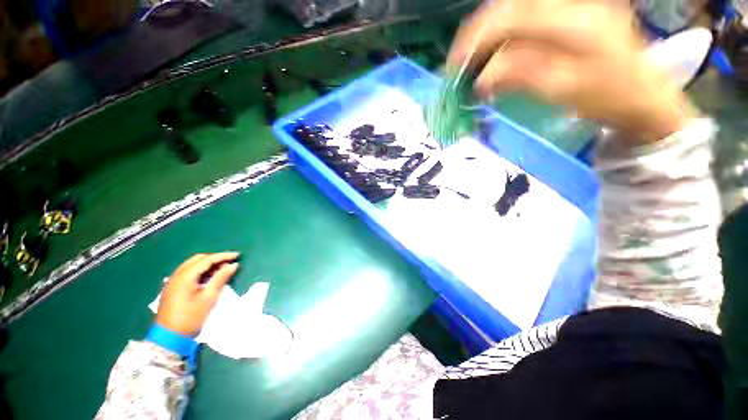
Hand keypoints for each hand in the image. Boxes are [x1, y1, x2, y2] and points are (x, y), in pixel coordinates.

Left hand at [155, 252, 239, 335]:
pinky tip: (209, 277)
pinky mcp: (173, 288)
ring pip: (192, 265)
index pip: (207, 259)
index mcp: (185, 276)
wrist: (168, 338)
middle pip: (198, 259)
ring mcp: (173, 281)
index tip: (237, 255)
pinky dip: (201, 270)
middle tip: (230, 261)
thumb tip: (233, 265)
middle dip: (215, 258)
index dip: (223, 256)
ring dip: (208, 264)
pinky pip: (188, 272)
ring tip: (222, 269)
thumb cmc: (191, 317)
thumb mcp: (209, 298)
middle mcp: (177, 275)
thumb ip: (221, 278)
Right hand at [448, 0, 690, 142]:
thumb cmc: (609, 99)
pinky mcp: (571, 17)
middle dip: (478, 35)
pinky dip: (504, 38)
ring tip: (473, 62)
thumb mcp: (562, 90)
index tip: (454, 65)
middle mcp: (571, 4)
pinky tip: (496, 56)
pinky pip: (526, 20)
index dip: (476, 38)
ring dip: (489, 36)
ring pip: (515, 11)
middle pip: (509, 6)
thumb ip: (519, 77)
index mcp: (574, 21)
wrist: (644, 98)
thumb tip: (482, 79)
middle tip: (459, 63)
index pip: (510, 16)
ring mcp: (572, 7)